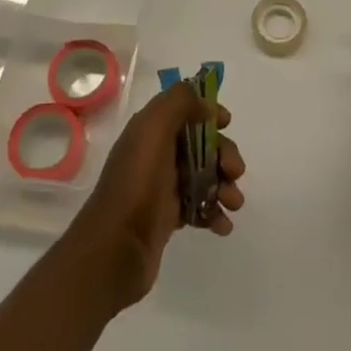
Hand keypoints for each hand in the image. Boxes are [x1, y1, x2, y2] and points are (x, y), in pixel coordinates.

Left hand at [65, 81, 244, 314]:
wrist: (116, 249)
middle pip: (200, 143)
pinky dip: (214, 213)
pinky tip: (222, 225)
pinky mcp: (167, 217)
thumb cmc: (138, 183)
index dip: (207, 111)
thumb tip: (205, 104)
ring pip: (203, 175)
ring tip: (233, 203)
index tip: (226, 123)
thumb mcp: (154, 128)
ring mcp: (161, 186)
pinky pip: (198, 206)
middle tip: (235, 172)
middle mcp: (155, 153)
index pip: (183, 109)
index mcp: (150, 129)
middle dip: (223, 154)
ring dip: (224, 185)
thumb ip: (180, 102)